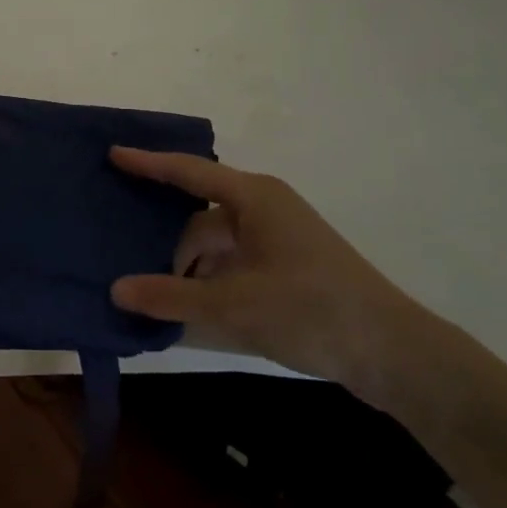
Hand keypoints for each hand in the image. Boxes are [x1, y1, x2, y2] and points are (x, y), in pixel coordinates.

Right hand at [108, 148, 442, 401]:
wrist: (394, 354)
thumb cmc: (310, 310)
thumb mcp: (232, 305)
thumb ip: (170, 297)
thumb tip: (116, 290)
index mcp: (253, 198)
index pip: (188, 172)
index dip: (147, 163)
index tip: (112, 154)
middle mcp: (264, 208)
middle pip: (199, 220)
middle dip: (169, 248)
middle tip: (129, 267)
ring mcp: (278, 239)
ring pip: (216, 247)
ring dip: (190, 272)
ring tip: (157, 300)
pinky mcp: (287, 267)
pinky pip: (233, 265)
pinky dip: (211, 284)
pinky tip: (190, 310)